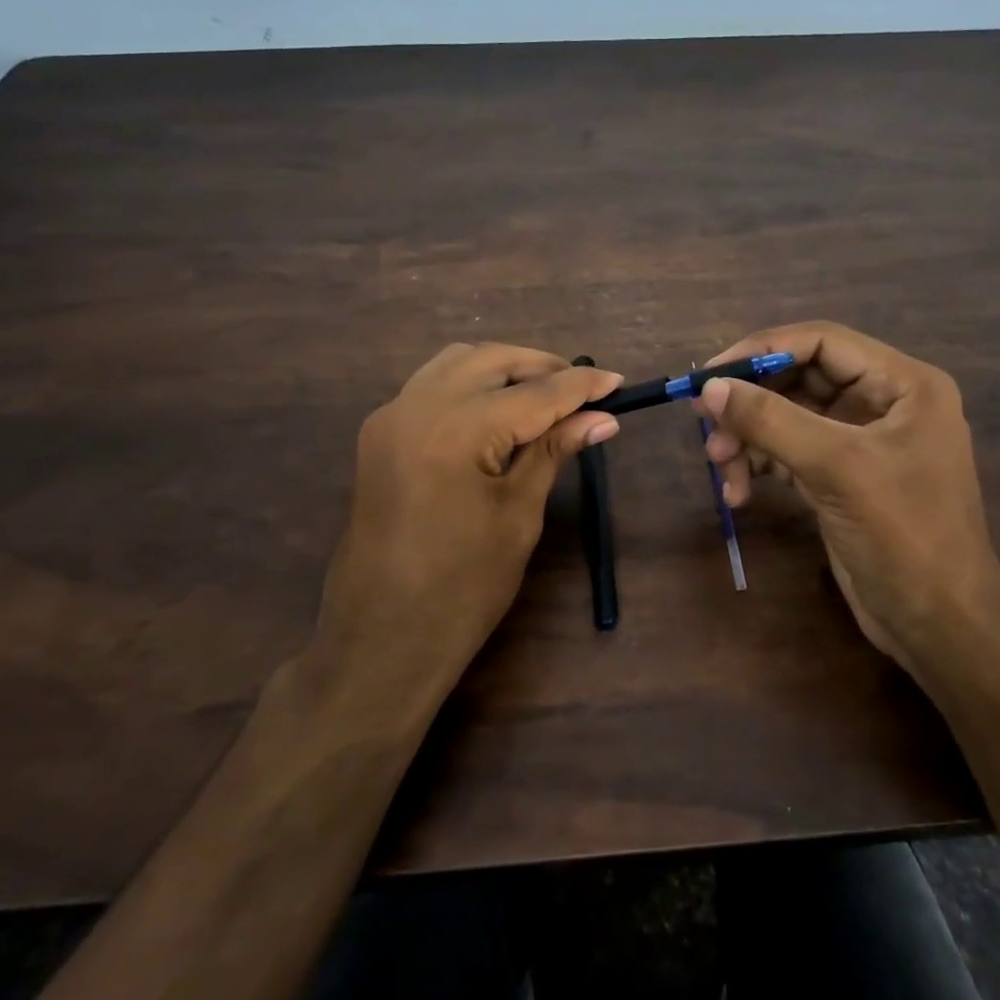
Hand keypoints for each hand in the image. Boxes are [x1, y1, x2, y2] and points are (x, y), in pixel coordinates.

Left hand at [311, 342, 622, 709]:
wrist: (382, 639)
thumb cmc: (462, 588)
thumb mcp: (518, 515)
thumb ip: (553, 452)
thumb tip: (602, 417)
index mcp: (454, 431)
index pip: (533, 393)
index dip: (580, 387)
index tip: (618, 381)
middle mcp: (415, 407)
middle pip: (491, 360)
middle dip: (541, 367)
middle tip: (583, 391)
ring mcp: (390, 417)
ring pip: (457, 363)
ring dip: (504, 369)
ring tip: (544, 397)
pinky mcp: (380, 433)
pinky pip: (431, 385)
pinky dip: (471, 384)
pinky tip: (498, 410)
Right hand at [699, 322, 999, 676]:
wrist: (939, 625)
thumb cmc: (904, 535)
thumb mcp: (836, 468)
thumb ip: (771, 421)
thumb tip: (709, 388)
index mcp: (903, 383)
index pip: (822, 341)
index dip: (762, 350)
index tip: (711, 375)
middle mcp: (883, 402)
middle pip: (799, 379)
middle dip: (751, 402)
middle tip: (704, 423)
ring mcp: (861, 442)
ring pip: (788, 418)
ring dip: (749, 439)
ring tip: (720, 467)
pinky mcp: (841, 476)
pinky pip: (789, 452)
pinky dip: (760, 465)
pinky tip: (738, 492)